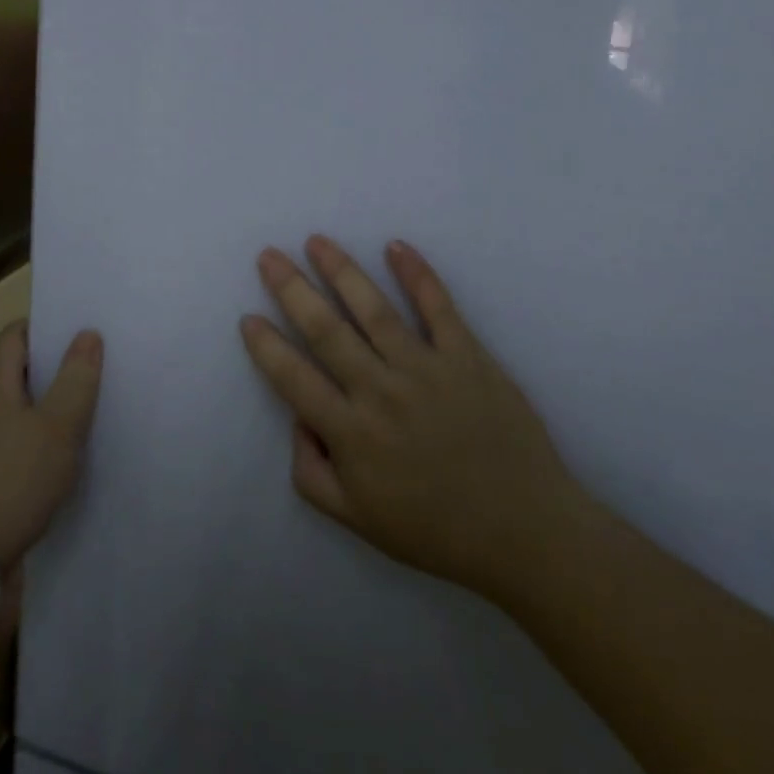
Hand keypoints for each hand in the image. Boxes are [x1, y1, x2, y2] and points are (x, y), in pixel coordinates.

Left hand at [0, 322, 102, 573]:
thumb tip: (87, 334)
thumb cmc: (15, 479)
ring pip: (19, 407)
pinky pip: (16, 439)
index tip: (78, 332)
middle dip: (54, 365)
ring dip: (49, 403)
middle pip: (17, 369)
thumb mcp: (59, 426)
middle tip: (94, 367)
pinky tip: (65, 455)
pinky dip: (40, 437)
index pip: (14, 334)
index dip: (44, 326)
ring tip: (88, 408)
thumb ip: (76, 379)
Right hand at [239, 237, 583, 600]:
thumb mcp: (359, 522)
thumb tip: (298, 420)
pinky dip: (418, 275)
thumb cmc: (437, 530)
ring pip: (373, 309)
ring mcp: (426, 369)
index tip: (248, 317)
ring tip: (316, 241)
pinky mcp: (467, 357)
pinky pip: (439, 308)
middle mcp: (382, 392)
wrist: (526, 533)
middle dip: (292, 289)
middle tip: (268, 256)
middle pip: (326, 330)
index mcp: (352, 435)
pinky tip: (396, 246)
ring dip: (341, 270)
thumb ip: (311, 474)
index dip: (267, 346)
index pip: (295, 379)